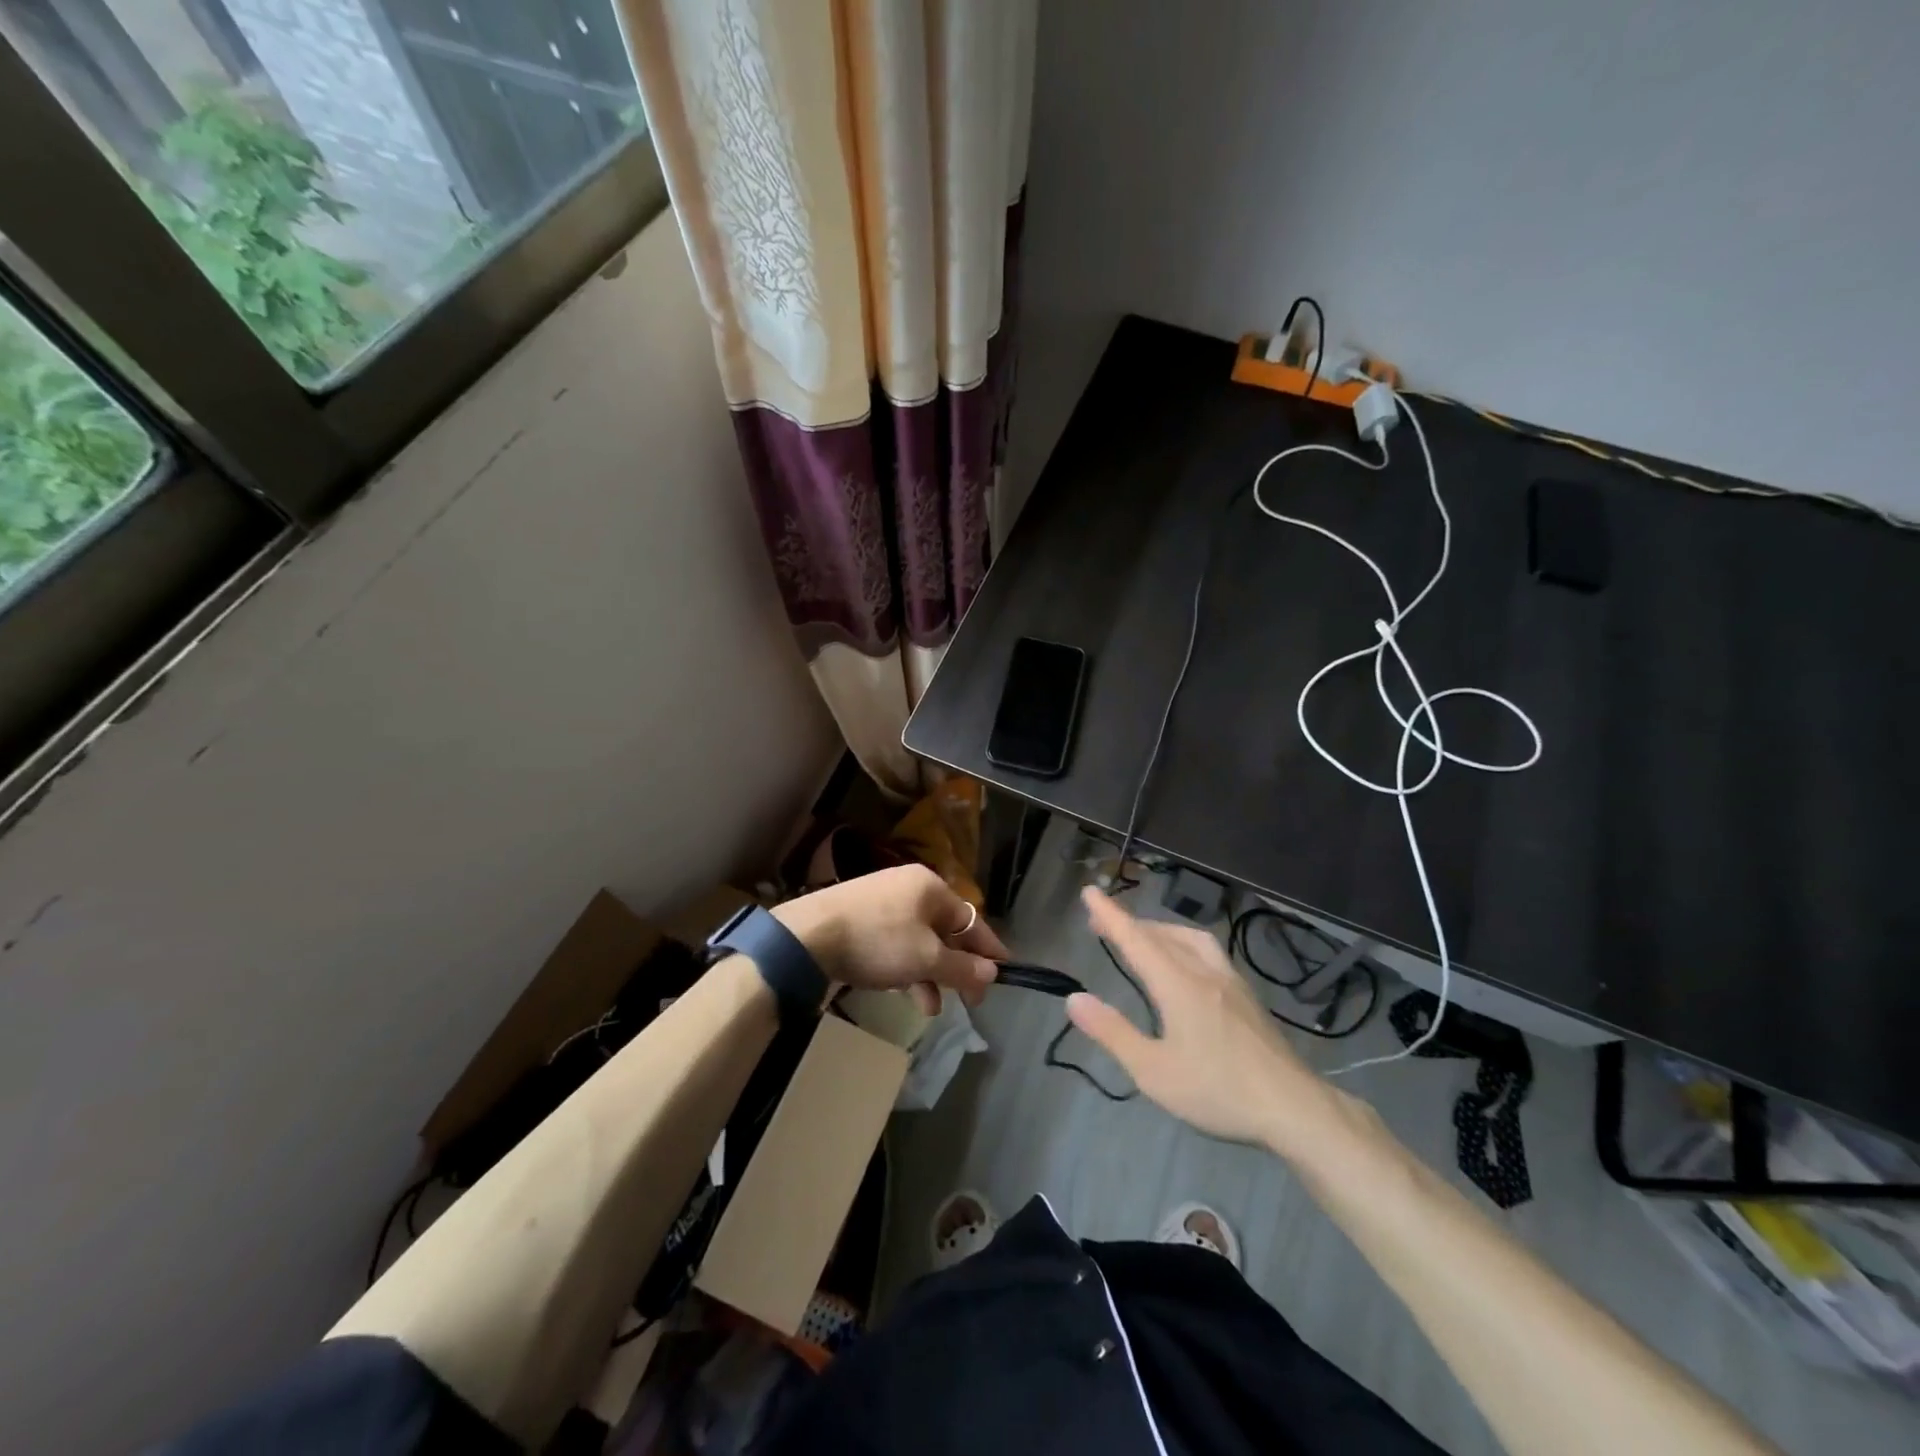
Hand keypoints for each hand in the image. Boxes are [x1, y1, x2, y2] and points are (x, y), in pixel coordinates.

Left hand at [774, 864, 1006, 1014]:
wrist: (808, 936)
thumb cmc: (878, 942)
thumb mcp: (926, 960)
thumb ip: (963, 968)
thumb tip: (992, 972)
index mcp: (931, 888)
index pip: (972, 920)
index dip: (989, 950)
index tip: (1005, 974)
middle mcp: (909, 887)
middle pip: (946, 931)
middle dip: (956, 968)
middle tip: (968, 1000)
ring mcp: (883, 900)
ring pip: (920, 940)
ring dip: (930, 974)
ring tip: (930, 1007)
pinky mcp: (860, 916)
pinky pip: (896, 942)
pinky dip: (905, 967)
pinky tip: (903, 991)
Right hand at [1067, 887, 1340, 1154]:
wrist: (1294, 1108)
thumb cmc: (1218, 1090)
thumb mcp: (1153, 1071)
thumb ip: (1113, 1032)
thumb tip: (1074, 998)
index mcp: (1178, 984)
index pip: (1136, 939)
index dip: (1110, 915)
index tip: (1090, 891)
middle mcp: (1204, 972)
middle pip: (1161, 934)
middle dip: (1129, 923)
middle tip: (1101, 923)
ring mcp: (1230, 981)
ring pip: (1189, 938)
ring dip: (1159, 929)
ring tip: (1142, 937)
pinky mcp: (1247, 996)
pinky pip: (1207, 951)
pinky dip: (1183, 943)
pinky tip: (1185, 962)